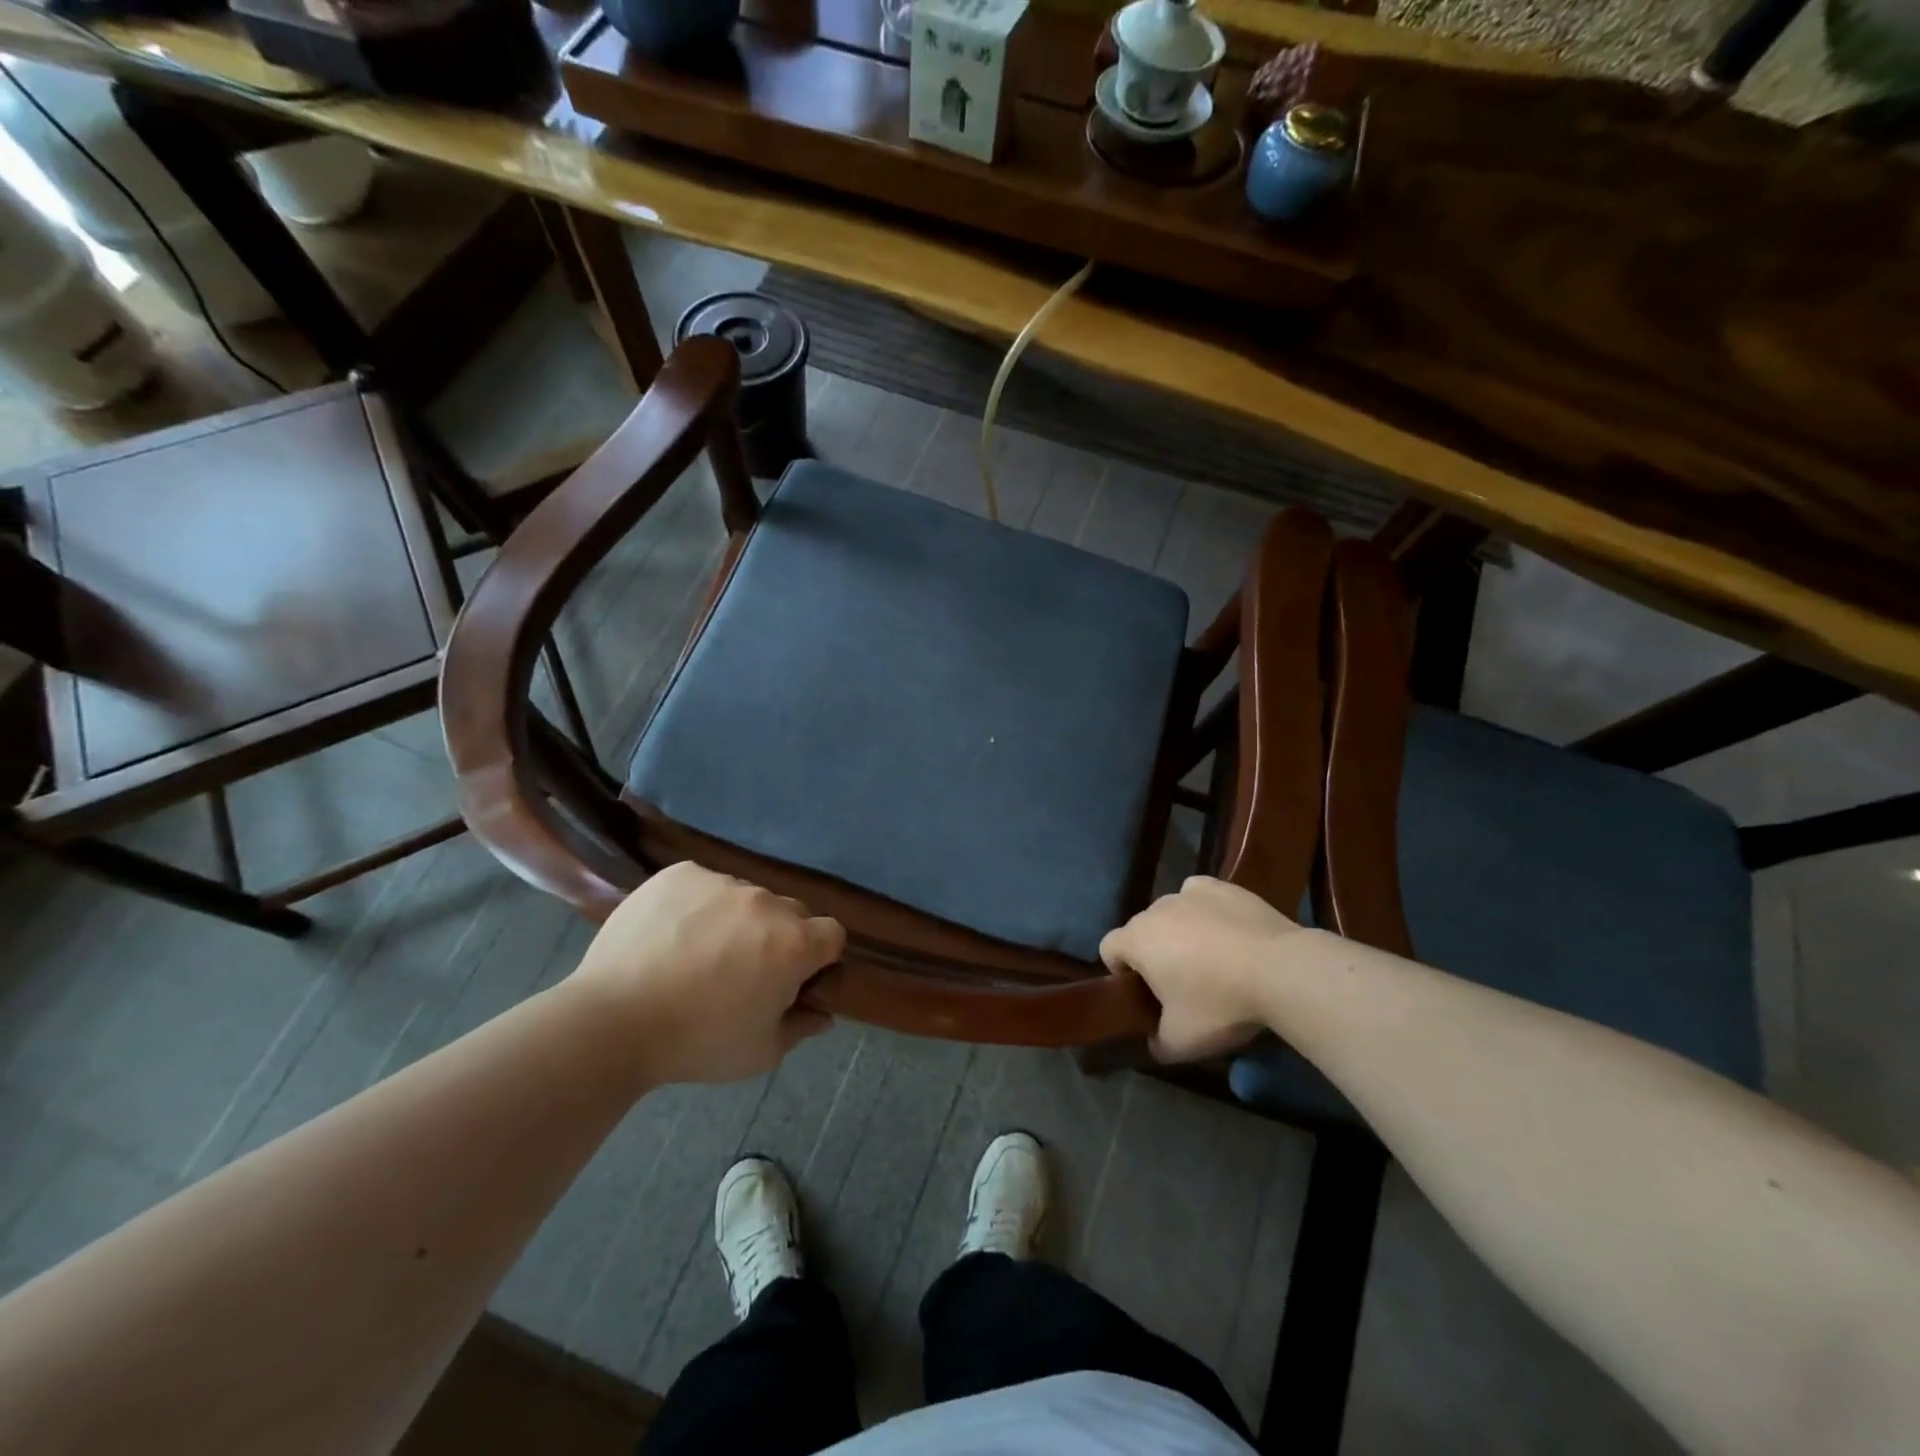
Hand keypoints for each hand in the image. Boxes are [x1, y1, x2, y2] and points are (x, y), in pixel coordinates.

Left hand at [570, 862, 843, 1083]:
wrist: (612, 1021)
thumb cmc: (696, 1042)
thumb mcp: (760, 1052)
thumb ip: (801, 1027)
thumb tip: (823, 1014)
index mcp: (794, 943)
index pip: (832, 934)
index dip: (818, 957)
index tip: (793, 979)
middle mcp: (766, 902)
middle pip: (790, 913)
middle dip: (778, 937)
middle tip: (742, 970)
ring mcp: (722, 882)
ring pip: (746, 897)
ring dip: (737, 919)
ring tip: (697, 953)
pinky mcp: (681, 873)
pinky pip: (704, 884)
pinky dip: (698, 904)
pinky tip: (672, 934)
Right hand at [1100, 876, 1314, 1062]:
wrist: (1281, 970)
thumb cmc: (1220, 1004)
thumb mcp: (1182, 1042)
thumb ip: (1157, 1043)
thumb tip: (1153, 1042)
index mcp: (1137, 940)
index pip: (1108, 949)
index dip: (1120, 973)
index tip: (1145, 994)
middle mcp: (1156, 908)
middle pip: (1141, 930)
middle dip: (1153, 953)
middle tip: (1181, 984)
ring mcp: (1190, 893)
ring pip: (1172, 912)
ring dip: (1179, 931)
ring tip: (1210, 959)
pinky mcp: (1223, 887)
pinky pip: (1200, 896)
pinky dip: (1205, 910)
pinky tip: (1225, 930)